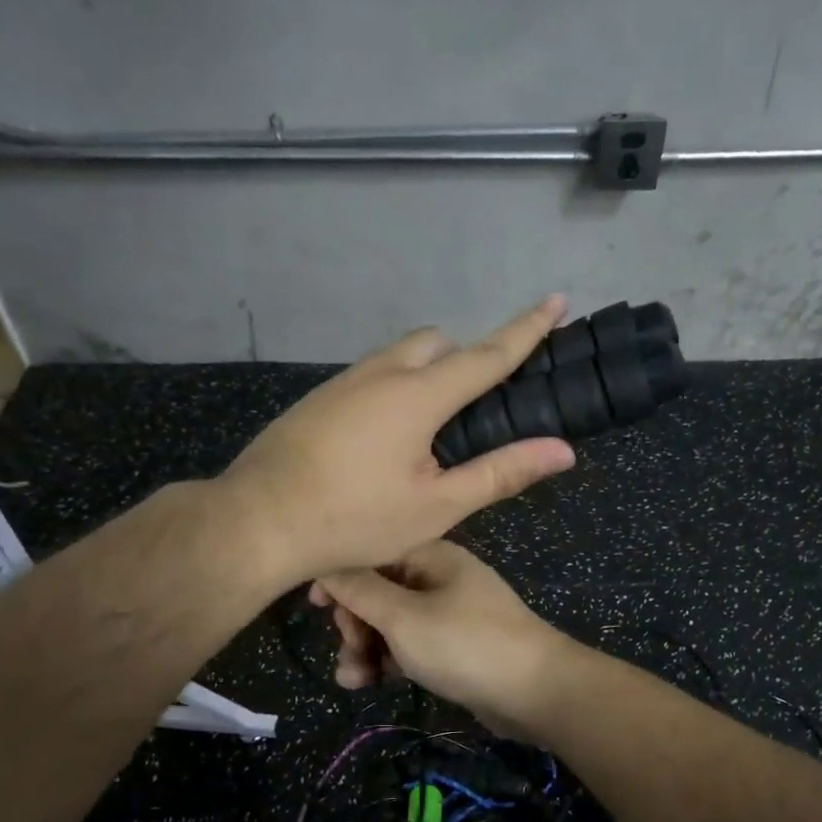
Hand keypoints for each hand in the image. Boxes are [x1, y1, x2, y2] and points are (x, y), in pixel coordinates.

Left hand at [217, 298, 576, 584]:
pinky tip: (382, 445)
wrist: (258, 521)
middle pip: (437, 344)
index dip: (526, 329)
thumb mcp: (437, 506)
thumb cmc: (355, 519)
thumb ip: (500, 473)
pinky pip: (369, 378)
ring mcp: (342, 383)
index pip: (487, 353)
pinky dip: (393, 392)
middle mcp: (381, 373)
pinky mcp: (317, 400)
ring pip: (398, 358)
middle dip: (465, 359)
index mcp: (418, 395)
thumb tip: (563, 450)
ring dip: (426, 376)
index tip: (555, 300)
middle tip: (475, 411)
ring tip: (429, 436)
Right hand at [310, 540, 573, 738]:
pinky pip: (411, 645)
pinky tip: (373, 683)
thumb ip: (359, 590)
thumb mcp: (403, 617)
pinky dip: (390, 661)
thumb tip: (325, 562)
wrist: (536, 691)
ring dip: (367, 648)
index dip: (339, 577)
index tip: (314, 606)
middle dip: (354, 623)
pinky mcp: (454, 646)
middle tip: (349, 650)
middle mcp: (438, 578)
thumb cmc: (465, 645)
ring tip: (353, 680)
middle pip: (378, 591)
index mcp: (430, 555)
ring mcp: (449, 613)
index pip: (371, 553)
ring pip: (391, 623)